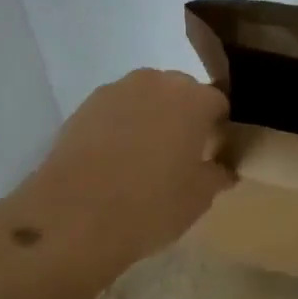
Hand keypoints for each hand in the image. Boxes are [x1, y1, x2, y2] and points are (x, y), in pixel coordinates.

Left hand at [7, 69, 232, 278]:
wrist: (75, 215)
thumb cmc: (151, 204)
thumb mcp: (200, 197)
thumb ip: (218, 174)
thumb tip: (223, 168)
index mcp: (194, 99)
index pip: (218, 104)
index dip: (218, 129)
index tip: (214, 155)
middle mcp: (157, 83)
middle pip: (181, 93)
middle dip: (185, 117)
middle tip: (180, 155)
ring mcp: (117, 91)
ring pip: (145, 98)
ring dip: (151, 118)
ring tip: (144, 157)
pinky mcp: (84, 106)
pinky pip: (116, 110)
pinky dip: (121, 126)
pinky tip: (115, 159)